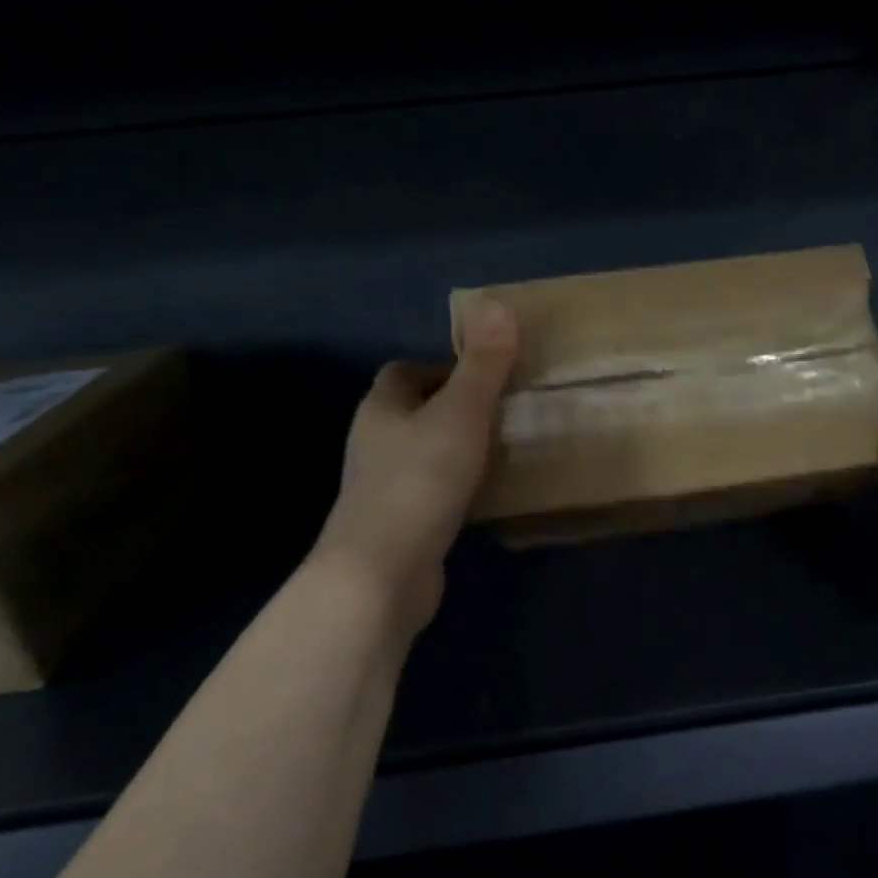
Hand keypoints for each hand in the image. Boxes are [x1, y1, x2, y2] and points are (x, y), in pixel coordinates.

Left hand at [309, 300, 518, 642]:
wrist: (381, 574)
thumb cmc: (420, 480)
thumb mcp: (462, 413)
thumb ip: (483, 363)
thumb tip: (496, 303)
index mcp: (381, 409)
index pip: (403, 372)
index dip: (442, 368)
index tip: (486, 377)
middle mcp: (374, 444)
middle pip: (415, 412)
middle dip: (455, 408)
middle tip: (503, 411)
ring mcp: (382, 488)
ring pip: (424, 453)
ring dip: (457, 448)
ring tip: (503, 449)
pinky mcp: (398, 526)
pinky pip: (432, 492)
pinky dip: (457, 487)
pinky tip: (487, 496)